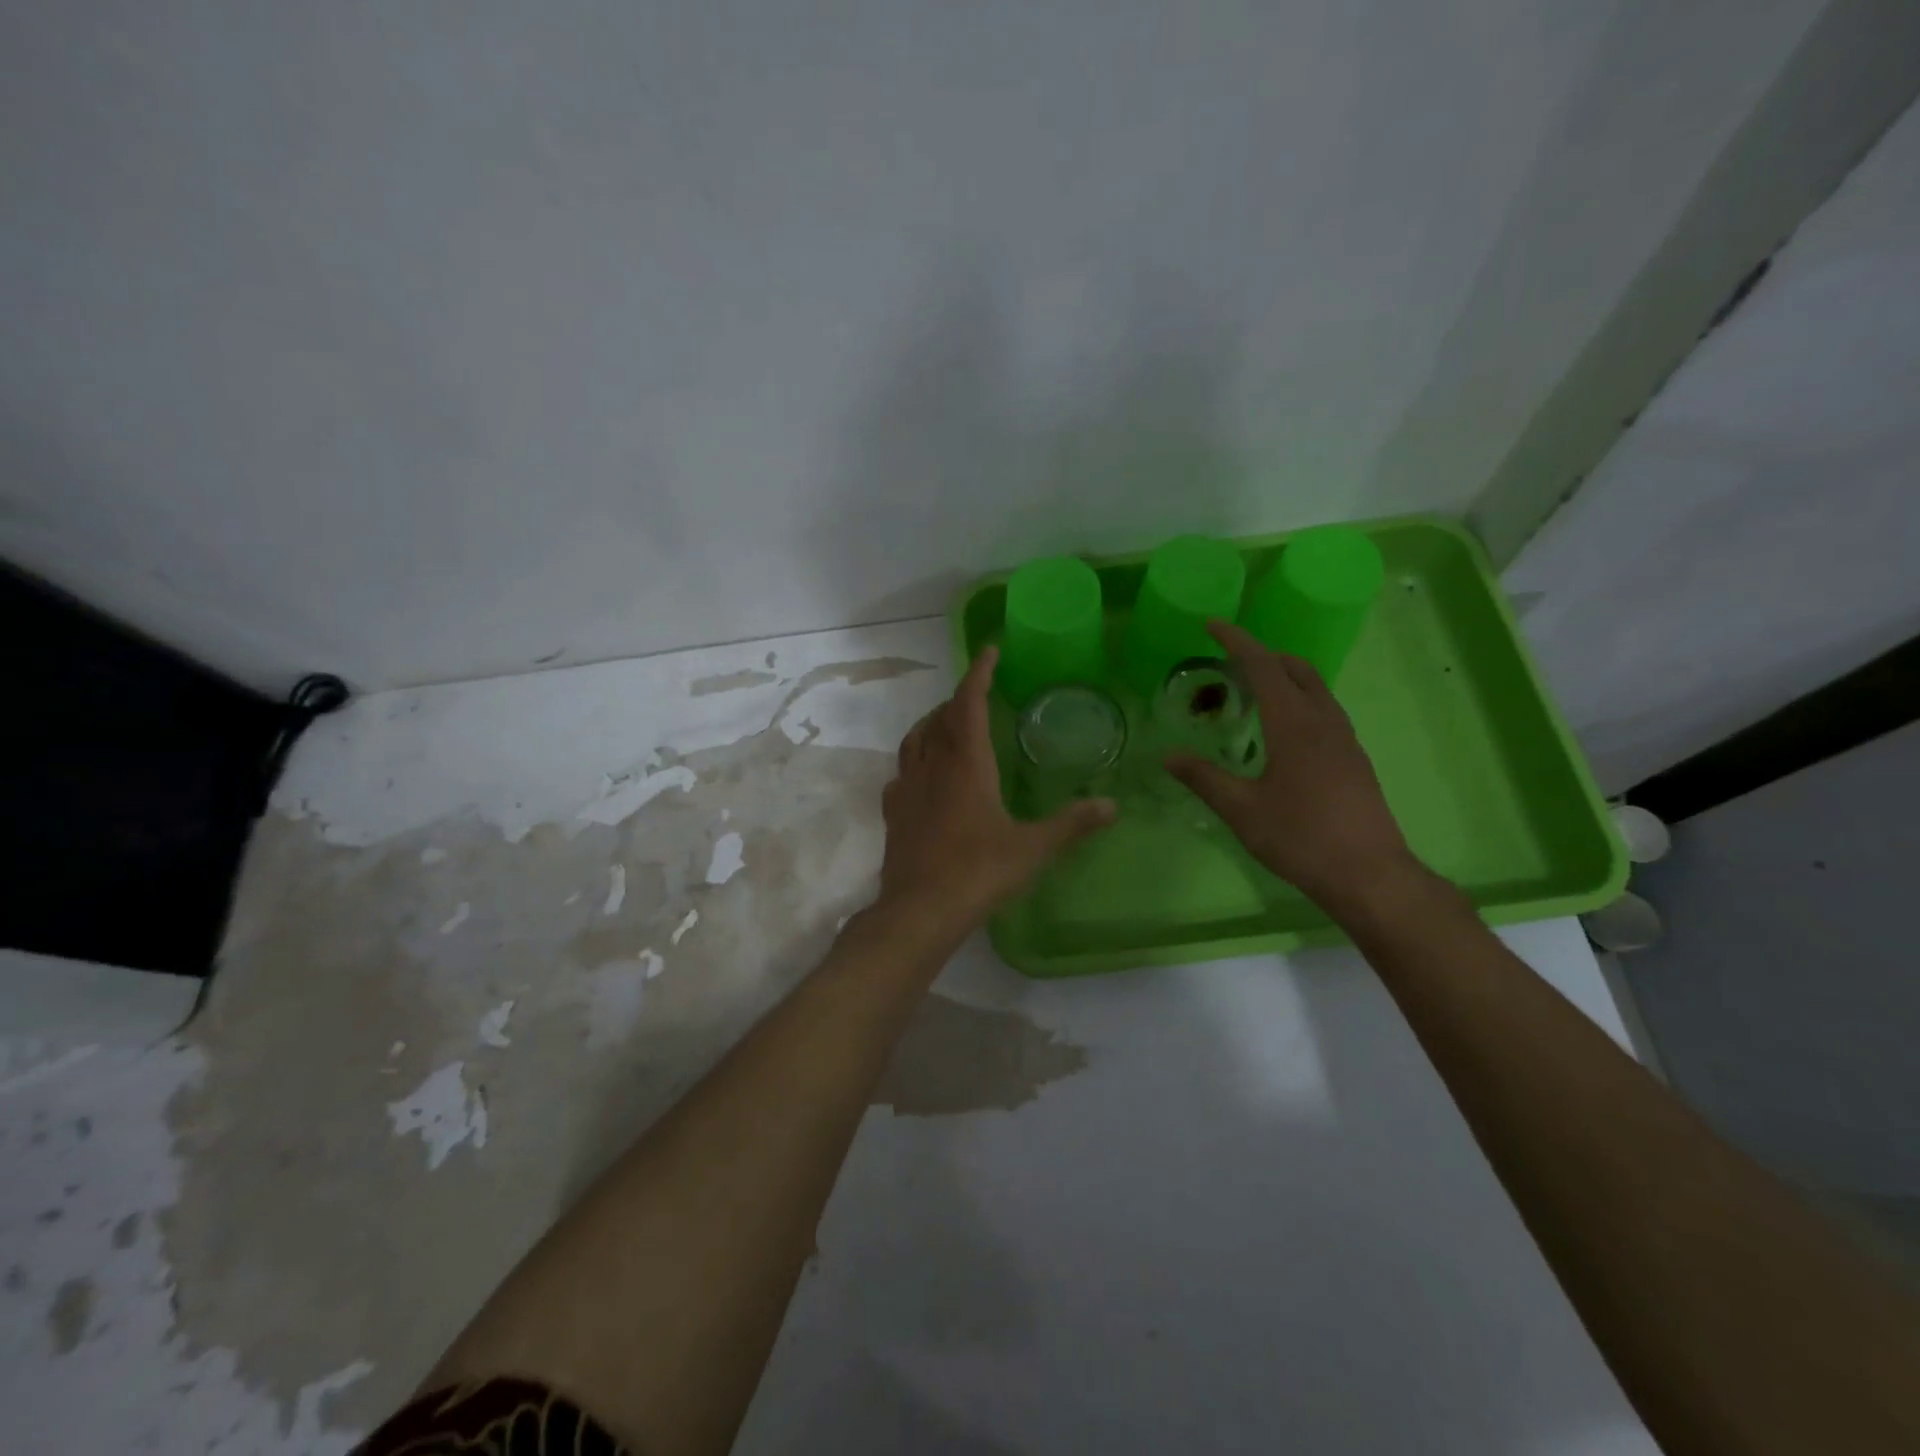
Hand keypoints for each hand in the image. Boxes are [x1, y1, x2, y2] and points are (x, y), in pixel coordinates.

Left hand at [880, 646, 1115, 930]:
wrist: (920, 909)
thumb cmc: (979, 871)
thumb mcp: (1033, 848)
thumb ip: (1072, 824)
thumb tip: (1112, 806)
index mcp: (967, 763)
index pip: (970, 703)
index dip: (979, 673)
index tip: (990, 651)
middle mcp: (932, 766)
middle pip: (941, 717)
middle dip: (959, 699)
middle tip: (978, 696)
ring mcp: (907, 788)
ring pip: (915, 740)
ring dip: (932, 723)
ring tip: (948, 725)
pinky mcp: (893, 812)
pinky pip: (901, 772)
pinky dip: (914, 760)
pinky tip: (924, 775)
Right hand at [1166, 621, 1419, 918]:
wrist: (1368, 874)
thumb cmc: (1300, 837)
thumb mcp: (1241, 809)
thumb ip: (1204, 778)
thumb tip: (1169, 756)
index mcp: (1294, 724)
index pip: (1263, 666)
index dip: (1236, 641)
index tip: (1212, 624)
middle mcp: (1324, 722)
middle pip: (1296, 669)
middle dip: (1263, 654)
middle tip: (1230, 659)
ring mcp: (1345, 740)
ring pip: (1316, 689)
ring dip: (1284, 676)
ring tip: (1253, 689)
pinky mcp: (1354, 760)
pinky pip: (1324, 711)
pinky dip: (1299, 700)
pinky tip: (1282, 731)